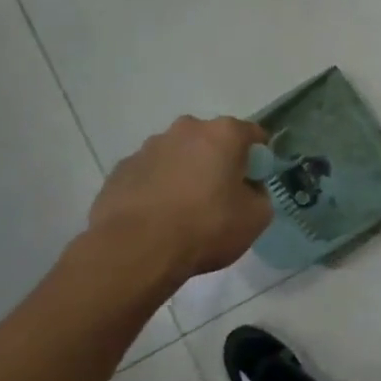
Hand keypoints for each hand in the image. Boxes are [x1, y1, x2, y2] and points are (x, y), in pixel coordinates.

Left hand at [90, 116, 271, 281]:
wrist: (136, 250)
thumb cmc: (205, 227)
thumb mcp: (256, 218)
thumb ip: (260, 195)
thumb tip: (248, 190)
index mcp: (223, 134)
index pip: (253, 135)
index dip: (259, 158)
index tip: (255, 181)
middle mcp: (185, 130)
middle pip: (211, 141)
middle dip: (218, 162)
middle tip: (221, 196)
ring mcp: (148, 148)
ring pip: (178, 156)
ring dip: (185, 173)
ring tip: (184, 211)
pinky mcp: (121, 170)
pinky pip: (150, 174)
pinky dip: (158, 188)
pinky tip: (157, 217)